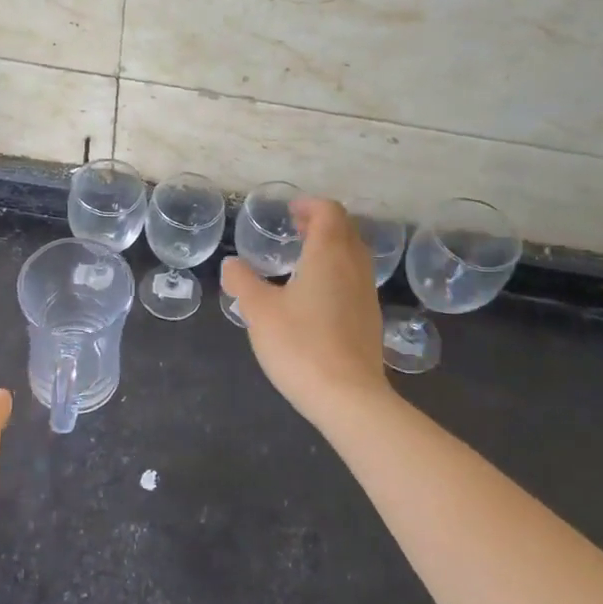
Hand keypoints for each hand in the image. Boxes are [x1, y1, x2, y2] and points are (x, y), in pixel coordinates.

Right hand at [221, 197, 391, 423]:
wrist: (348, 397)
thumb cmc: (300, 345)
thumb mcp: (259, 311)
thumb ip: (243, 282)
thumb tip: (232, 264)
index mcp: (329, 254)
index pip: (329, 212)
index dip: (309, 205)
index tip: (289, 211)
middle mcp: (354, 267)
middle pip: (345, 229)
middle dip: (321, 223)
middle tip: (294, 229)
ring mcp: (367, 294)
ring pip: (353, 255)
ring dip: (331, 247)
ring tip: (302, 259)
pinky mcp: (370, 319)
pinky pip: (355, 279)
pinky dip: (337, 271)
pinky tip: (315, 295)